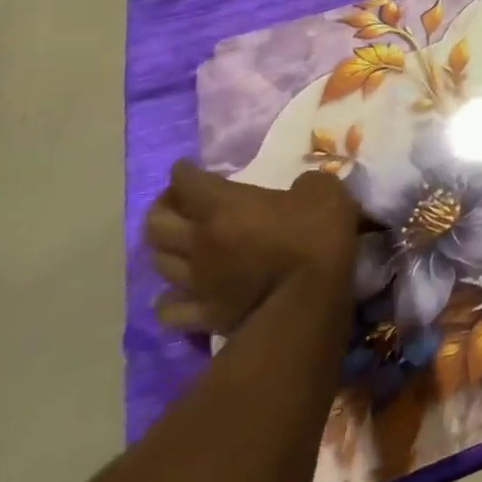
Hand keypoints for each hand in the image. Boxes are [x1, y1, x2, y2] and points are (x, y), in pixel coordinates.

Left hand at [144, 163, 359, 335]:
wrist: (310, 298)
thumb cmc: (316, 236)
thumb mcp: (324, 190)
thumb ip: (303, 184)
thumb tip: (297, 190)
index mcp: (224, 206)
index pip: (188, 183)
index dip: (183, 172)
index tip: (186, 167)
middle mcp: (200, 241)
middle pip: (157, 223)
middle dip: (163, 207)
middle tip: (177, 201)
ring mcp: (197, 281)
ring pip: (159, 262)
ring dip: (164, 248)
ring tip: (177, 242)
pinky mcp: (204, 315)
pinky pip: (169, 308)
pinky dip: (168, 297)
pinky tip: (177, 291)